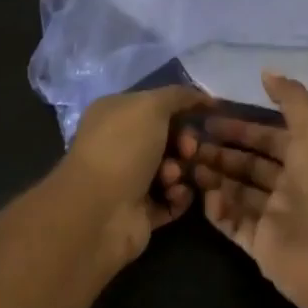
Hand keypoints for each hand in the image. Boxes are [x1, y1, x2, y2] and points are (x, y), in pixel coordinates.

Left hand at [52, 85, 212, 268]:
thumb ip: (178, 96)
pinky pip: (172, 199)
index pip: (156, 105)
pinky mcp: (141, 212)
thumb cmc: (123, 147)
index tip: (207, 114)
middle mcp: (120, 144)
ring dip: (181, 170)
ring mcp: (129, 180)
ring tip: (173, 177)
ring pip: (173, 168)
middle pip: (168, 137)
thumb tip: (202, 96)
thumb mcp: (151, 106)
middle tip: (189, 150)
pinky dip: (179, 196)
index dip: (183, 107)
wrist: (100, 211)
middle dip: (185, 141)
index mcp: (115, 113)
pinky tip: (176, 194)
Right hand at [183, 71, 307, 307]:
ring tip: (189, 166)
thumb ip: (291, 99)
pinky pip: (233, 223)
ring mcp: (275, 217)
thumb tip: (266, 71)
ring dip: (215, 177)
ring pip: (238, 192)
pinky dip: (218, 210)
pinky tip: (204, 196)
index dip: (241, 127)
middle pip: (250, 165)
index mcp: (307, 158)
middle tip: (189, 143)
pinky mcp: (261, 245)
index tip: (208, 119)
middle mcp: (291, 186)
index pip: (269, 137)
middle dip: (222, 153)